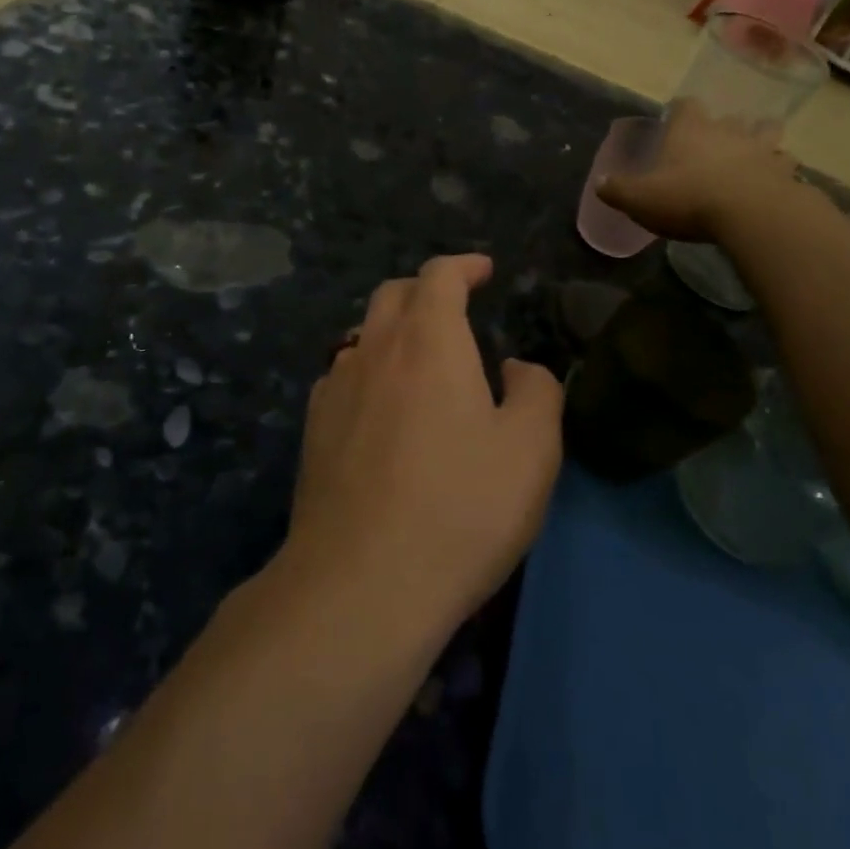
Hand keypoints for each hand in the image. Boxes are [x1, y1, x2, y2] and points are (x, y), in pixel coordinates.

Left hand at [287, 255, 563, 631]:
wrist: (362, 582)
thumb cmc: (460, 508)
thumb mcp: (532, 450)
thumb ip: (537, 391)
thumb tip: (516, 369)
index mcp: (428, 341)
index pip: (439, 276)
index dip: (463, 266)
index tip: (483, 270)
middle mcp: (374, 350)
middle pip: (392, 294)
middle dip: (426, 290)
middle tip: (454, 309)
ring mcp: (335, 389)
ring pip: (363, 335)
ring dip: (394, 331)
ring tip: (421, 361)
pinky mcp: (313, 430)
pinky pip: (342, 377)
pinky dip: (368, 371)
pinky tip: (381, 407)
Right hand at [596, 99, 800, 240]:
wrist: (751, 214)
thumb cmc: (689, 199)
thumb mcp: (640, 199)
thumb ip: (617, 190)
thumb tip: (599, 183)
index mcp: (691, 130)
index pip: (686, 106)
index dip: (681, 111)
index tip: (677, 120)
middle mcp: (728, 131)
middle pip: (731, 117)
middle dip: (725, 126)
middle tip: (717, 143)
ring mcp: (762, 149)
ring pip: (767, 134)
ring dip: (762, 142)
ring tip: (755, 156)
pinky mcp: (786, 173)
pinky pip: (786, 165)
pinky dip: (781, 171)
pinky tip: (775, 183)